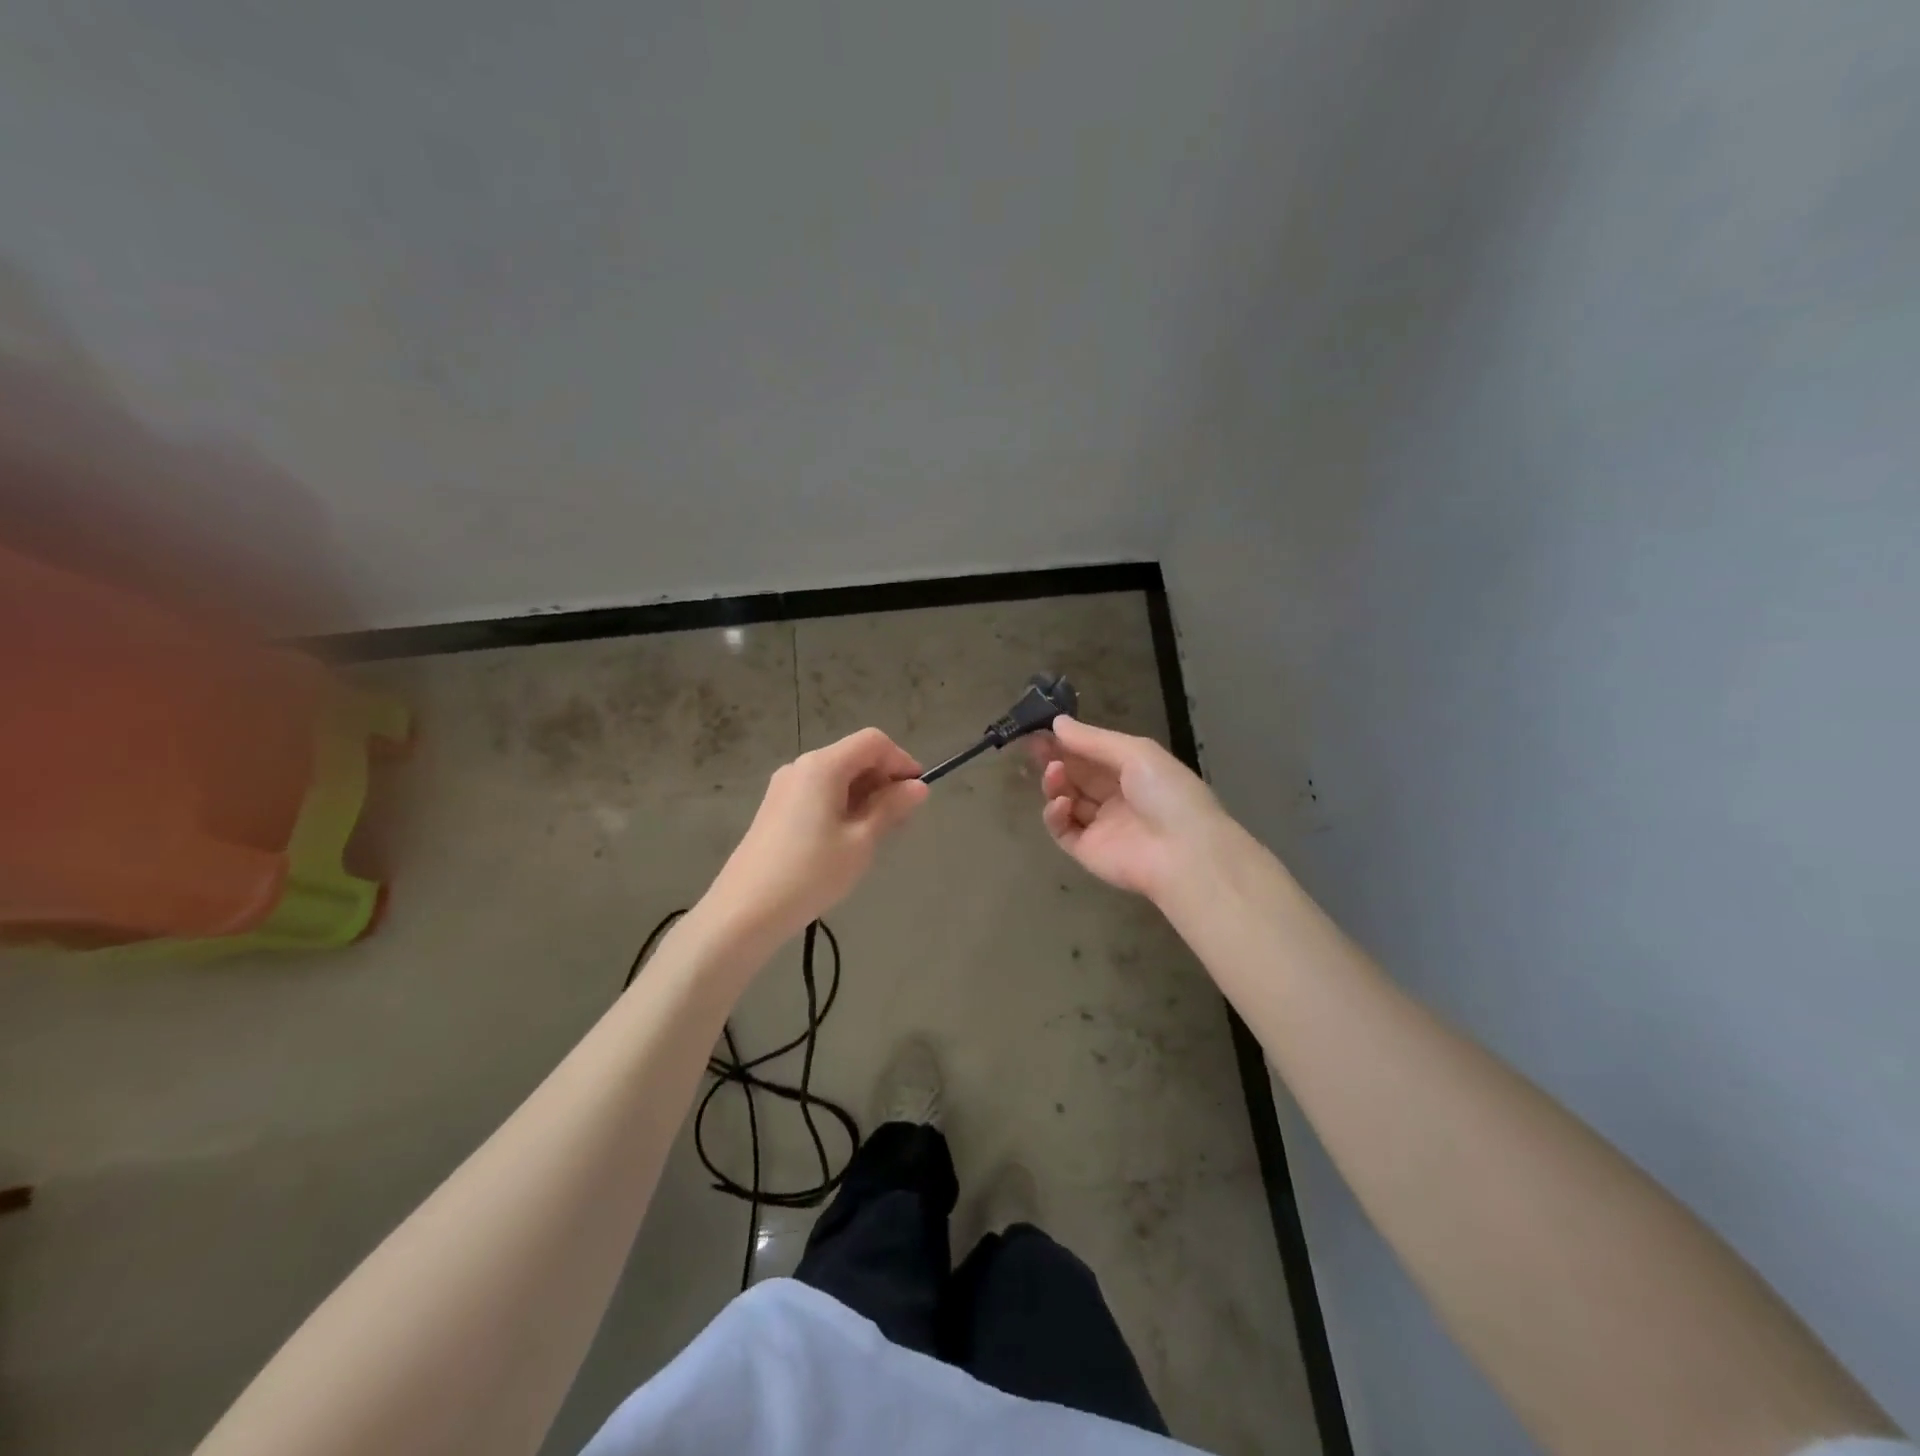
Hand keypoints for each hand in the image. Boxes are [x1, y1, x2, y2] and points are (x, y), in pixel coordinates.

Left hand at [706, 727, 929, 945]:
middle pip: (853, 756)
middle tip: (901, 819)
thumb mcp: (861, 841)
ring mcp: (784, 787)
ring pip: (836, 776)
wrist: (745, 911)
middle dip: (883, 779)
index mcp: (823, 766)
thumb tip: (918, 787)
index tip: (917, 794)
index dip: (901, 761)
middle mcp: (801, 766)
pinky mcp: (775, 808)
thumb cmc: (811, 873)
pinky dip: (842, 804)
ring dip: (864, 794)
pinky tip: (847, 838)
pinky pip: (819, 792)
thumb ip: (891, 808)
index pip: (873, 742)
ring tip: (876, 833)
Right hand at [1032, 715, 1229, 902]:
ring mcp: (1101, 826)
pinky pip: (1063, 830)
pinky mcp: (1087, 851)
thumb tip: (1057, 723)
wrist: (1183, 853)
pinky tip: (1060, 803)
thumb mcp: (1136, 753)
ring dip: (1055, 783)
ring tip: (1053, 772)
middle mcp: (1116, 798)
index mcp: (1134, 773)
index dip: (1069, 741)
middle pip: (1077, 775)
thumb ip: (1093, 739)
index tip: (1043, 727)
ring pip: (1066, 800)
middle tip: (1032, 744)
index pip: (1094, 754)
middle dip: (1055, 758)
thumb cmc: (1167, 794)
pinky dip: (1055, 814)